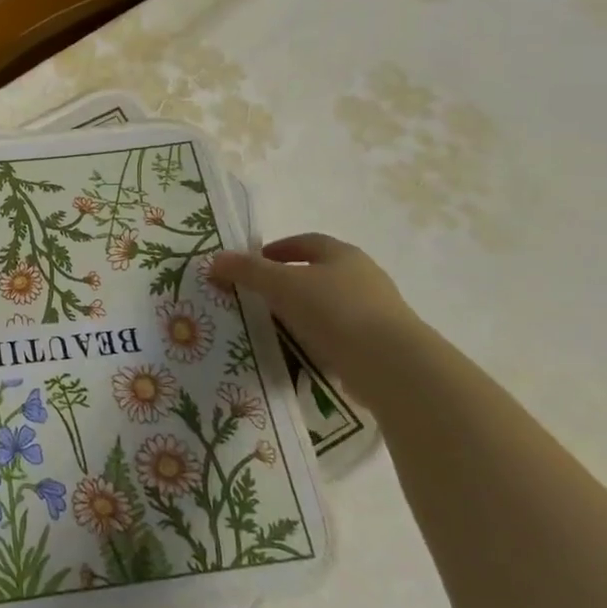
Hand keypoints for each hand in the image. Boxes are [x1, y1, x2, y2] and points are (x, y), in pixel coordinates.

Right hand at [209, 234, 421, 387]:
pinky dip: (318, 339)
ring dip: (302, 312)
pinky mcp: (379, 345)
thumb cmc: (334, 311)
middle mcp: (363, 277)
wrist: (390, 365)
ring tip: (273, 327)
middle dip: (287, 282)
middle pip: (318, 273)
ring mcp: (376, 312)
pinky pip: (340, 335)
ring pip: (329, 305)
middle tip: (257, 296)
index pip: (306, 242)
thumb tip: (215, 259)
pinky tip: (300, 352)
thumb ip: (247, 271)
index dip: (277, 249)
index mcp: (342, 254)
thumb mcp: (281, 285)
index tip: (252, 264)